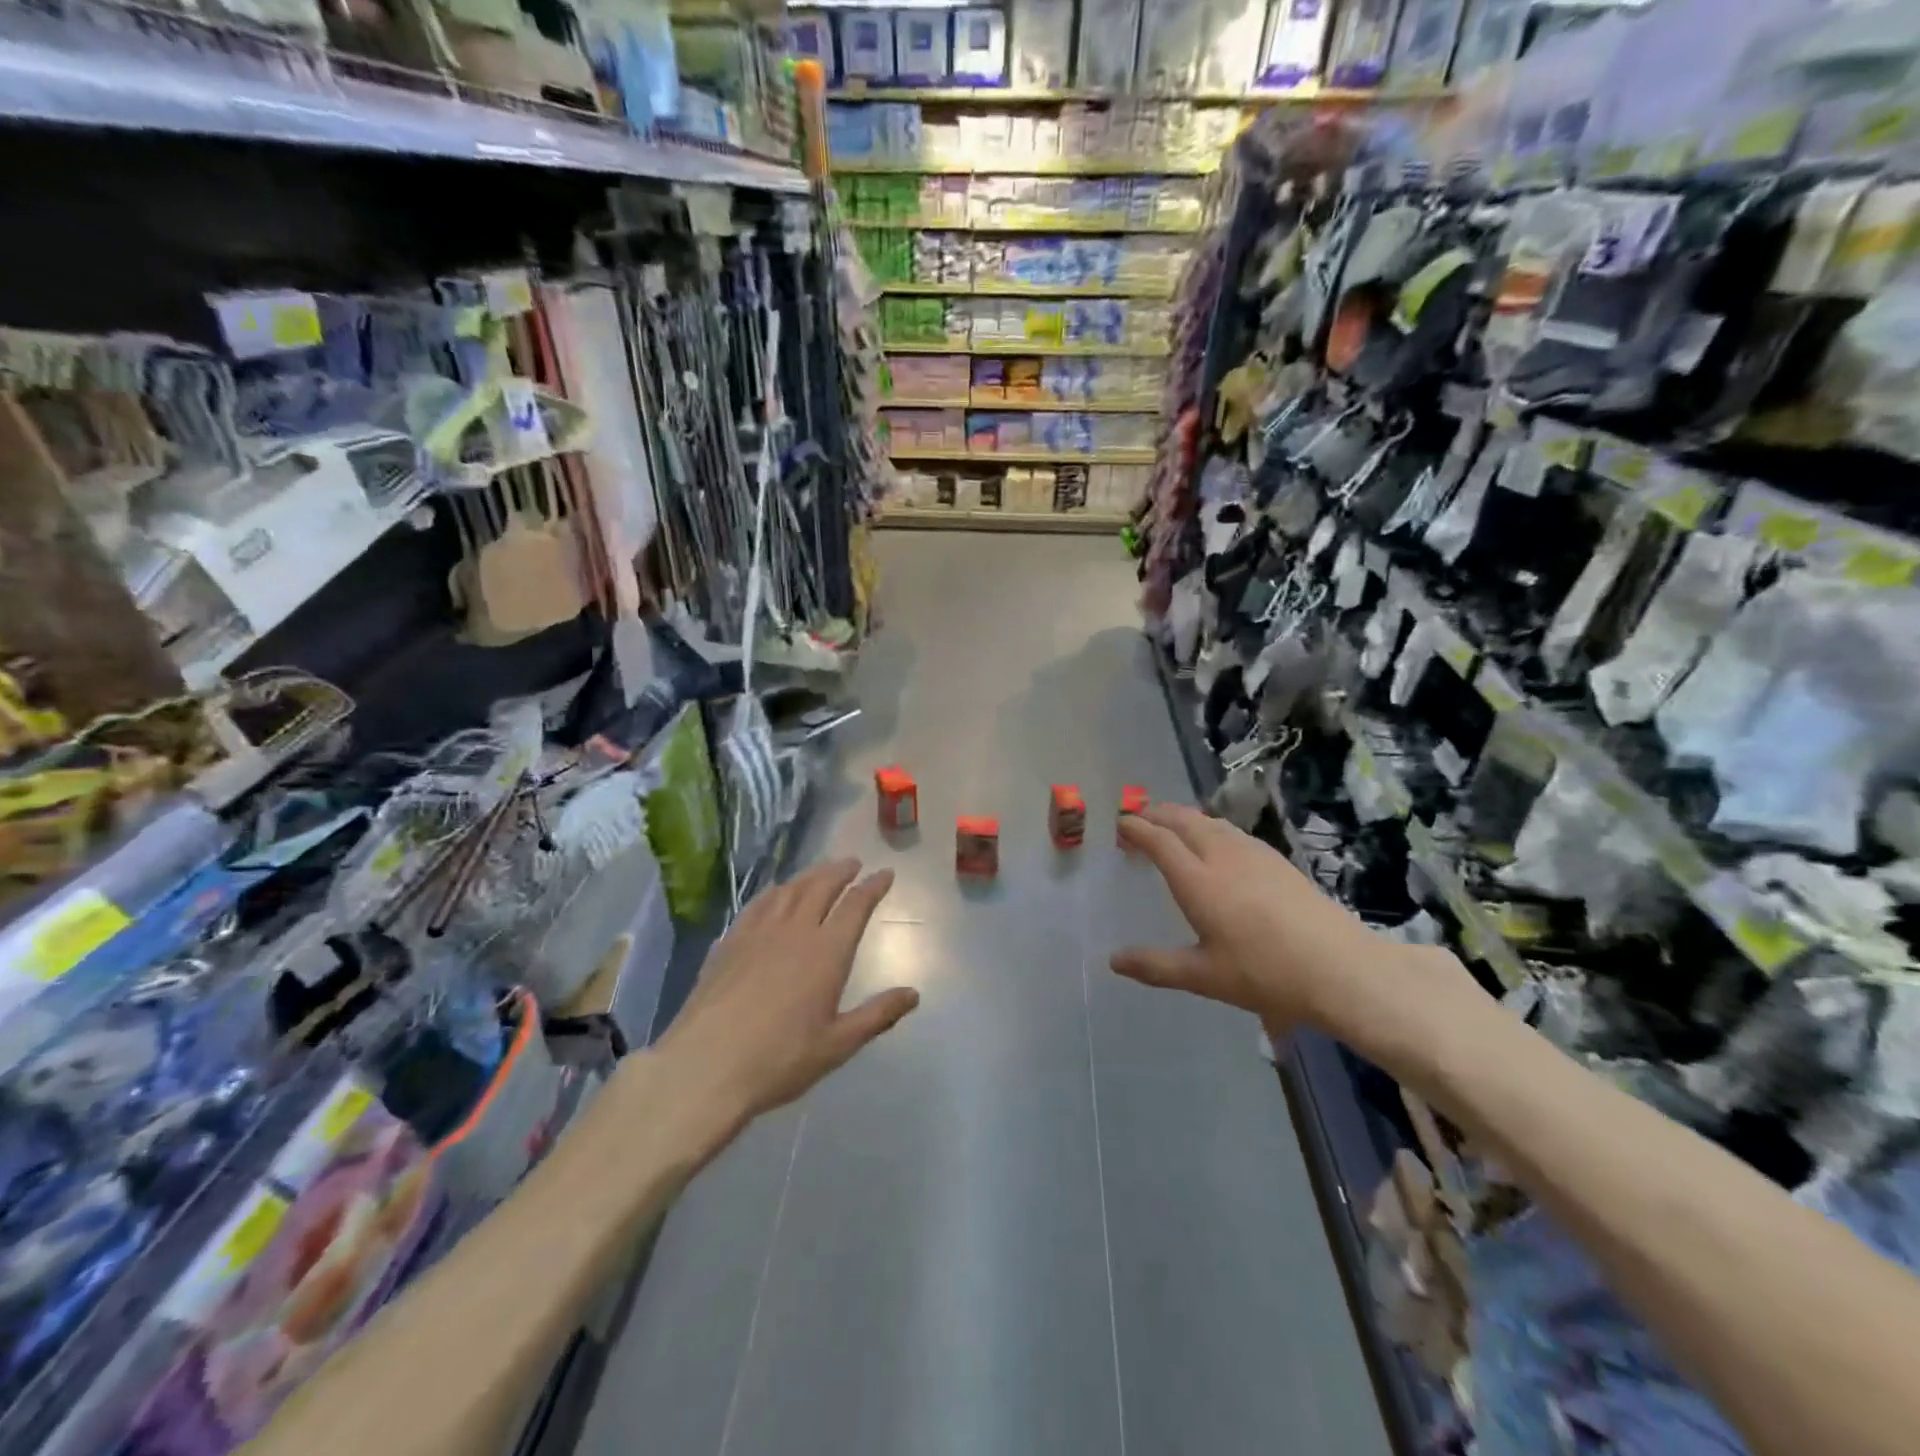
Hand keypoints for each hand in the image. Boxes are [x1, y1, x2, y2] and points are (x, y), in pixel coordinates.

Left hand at [657, 858, 919, 1135]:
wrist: (705, 1066)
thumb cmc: (780, 1059)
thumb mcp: (838, 1045)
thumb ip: (877, 1015)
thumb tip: (913, 994)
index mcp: (827, 952)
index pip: (856, 905)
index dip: (873, 886)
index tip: (885, 873)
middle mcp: (795, 931)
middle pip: (821, 887)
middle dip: (840, 871)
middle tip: (853, 863)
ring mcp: (758, 933)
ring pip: (789, 890)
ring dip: (809, 875)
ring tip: (820, 872)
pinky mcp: (730, 943)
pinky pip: (758, 904)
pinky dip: (774, 892)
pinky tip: (774, 895)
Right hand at [1112, 804, 1457, 1040]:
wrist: (1339, 967)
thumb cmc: (1264, 973)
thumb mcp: (1203, 976)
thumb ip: (1155, 966)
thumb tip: (1113, 961)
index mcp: (1197, 880)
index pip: (1159, 840)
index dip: (1136, 828)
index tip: (1119, 824)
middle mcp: (1221, 856)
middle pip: (1182, 820)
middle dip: (1156, 813)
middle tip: (1138, 818)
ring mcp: (1252, 853)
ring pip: (1209, 821)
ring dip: (1183, 816)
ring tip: (1170, 824)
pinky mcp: (1275, 858)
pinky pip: (1230, 829)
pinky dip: (1208, 825)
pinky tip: (1214, 841)